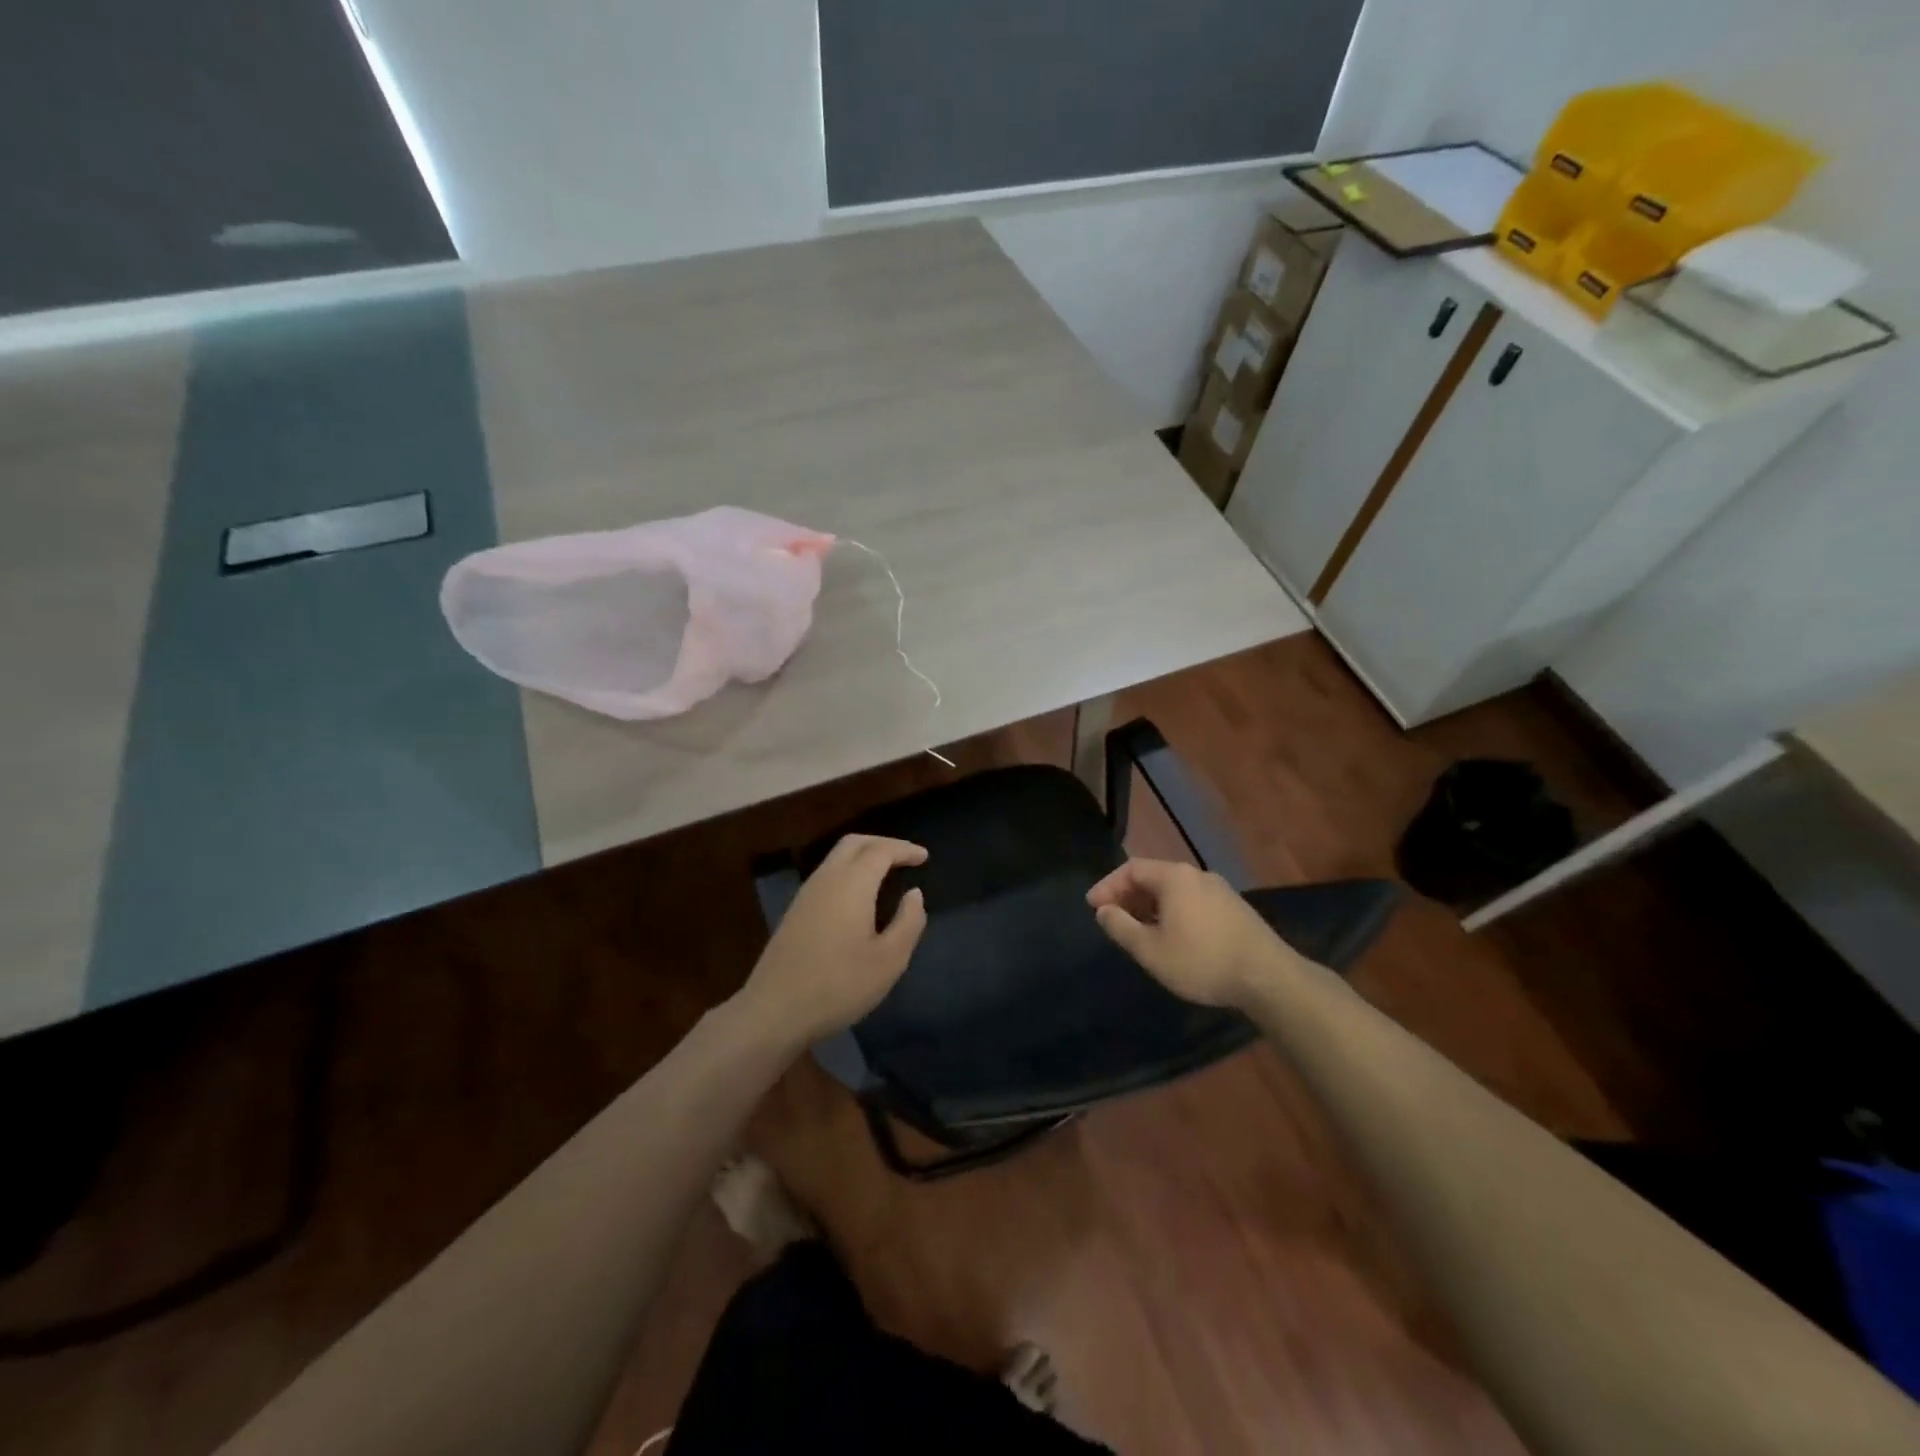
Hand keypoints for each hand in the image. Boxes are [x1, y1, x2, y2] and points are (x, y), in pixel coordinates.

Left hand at [740, 834, 928, 1043]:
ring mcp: (806, 895)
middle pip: (854, 843)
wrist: (774, 1011)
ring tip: (887, 873)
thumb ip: (908, 922)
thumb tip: (914, 894)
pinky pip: (827, 875)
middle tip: (906, 857)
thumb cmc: (839, 986)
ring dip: (864, 856)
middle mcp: (826, 879)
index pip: (881, 851)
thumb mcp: (889, 960)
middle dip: (883, 844)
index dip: (905, 849)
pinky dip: (849, 871)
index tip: (924, 857)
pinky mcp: (795, 912)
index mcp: (852, 884)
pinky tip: (859, 896)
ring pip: (837, 858)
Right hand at [1087, 858, 1296, 1008]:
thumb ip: (1121, 927)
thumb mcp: (1150, 950)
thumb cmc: (1201, 960)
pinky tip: (1172, 935)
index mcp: (1174, 877)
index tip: (1093, 906)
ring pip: (1174, 890)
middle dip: (1128, 895)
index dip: (1108, 885)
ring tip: (1139, 929)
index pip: (1131, 869)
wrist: (1267, 977)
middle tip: (1112, 917)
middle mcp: (1197, 874)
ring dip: (1150, 905)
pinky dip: (1172, 911)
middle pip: (1153, 876)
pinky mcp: (1234, 908)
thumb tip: (1103, 910)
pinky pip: (1192, 900)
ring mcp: (1219, 890)